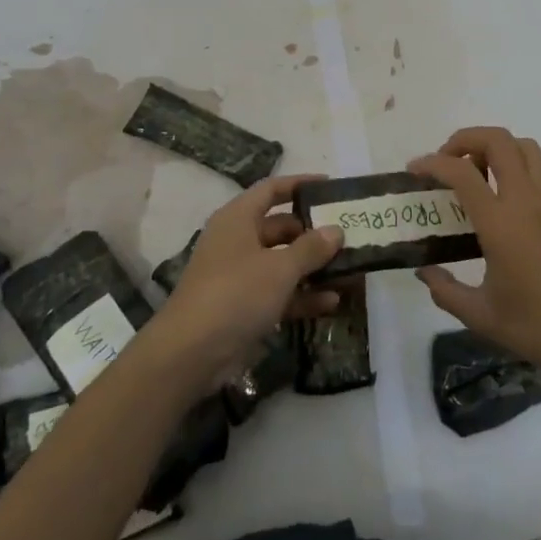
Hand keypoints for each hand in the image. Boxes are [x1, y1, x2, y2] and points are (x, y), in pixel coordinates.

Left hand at [147, 175, 343, 395]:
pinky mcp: (244, 307)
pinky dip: (303, 296)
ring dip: (313, 268)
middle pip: (282, 228)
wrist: (190, 354)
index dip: (300, 184)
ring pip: (283, 263)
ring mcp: (240, 276)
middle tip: (349, 236)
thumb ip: (311, 248)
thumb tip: (336, 231)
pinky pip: (280, 293)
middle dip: (314, 233)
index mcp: (238, 218)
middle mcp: (238, 241)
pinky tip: (333, 302)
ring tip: (350, 270)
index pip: (272, 190)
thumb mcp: (279, 268)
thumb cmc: (235, 294)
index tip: (331, 186)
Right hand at [411, 128, 540, 384]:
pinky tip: (509, 190)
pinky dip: (521, 161)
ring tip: (478, 173)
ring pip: (524, 146)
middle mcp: (526, 201)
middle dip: (465, 139)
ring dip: (496, 146)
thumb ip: (445, 291)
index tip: (414, 170)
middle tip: (447, 162)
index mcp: (501, 224)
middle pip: (497, 140)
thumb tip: (424, 271)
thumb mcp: (481, 316)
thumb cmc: (537, 328)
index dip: (432, 163)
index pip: (462, 173)